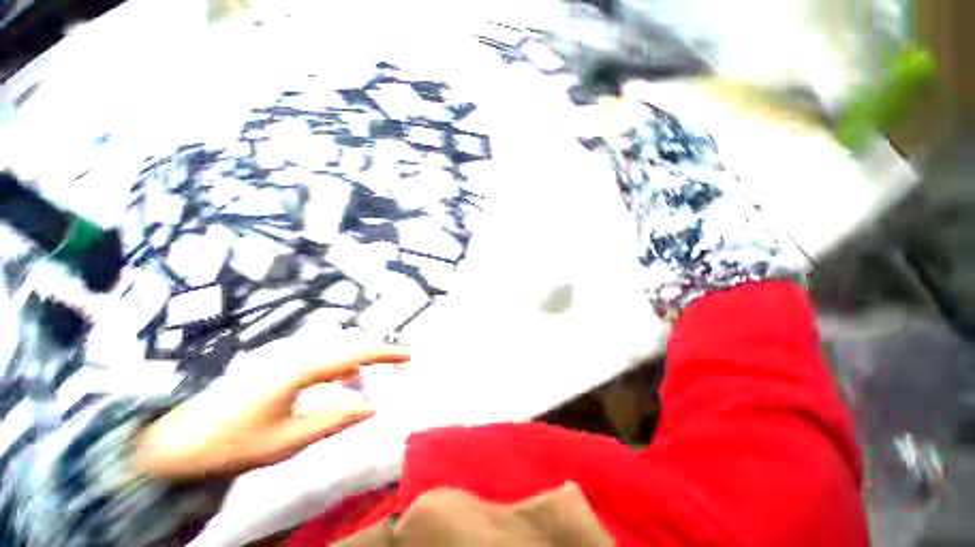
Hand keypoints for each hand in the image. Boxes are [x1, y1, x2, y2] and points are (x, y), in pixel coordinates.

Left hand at [134, 349, 409, 480]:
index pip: (355, 354)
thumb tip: (372, 407)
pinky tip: (348, 381)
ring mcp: (286, 361)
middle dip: (379, 353)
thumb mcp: (288, 441)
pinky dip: (343, 369)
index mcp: (300, 370)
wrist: (175, 442)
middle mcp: (297, 357)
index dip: (386, 353)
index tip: (410, 355)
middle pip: (349, 347)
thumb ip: (334, 420)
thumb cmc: (231, 444)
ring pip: (337, 353)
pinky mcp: (280, 369)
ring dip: (362, 362)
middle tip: (402, 362)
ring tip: (381, 374)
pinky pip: (323, 362)